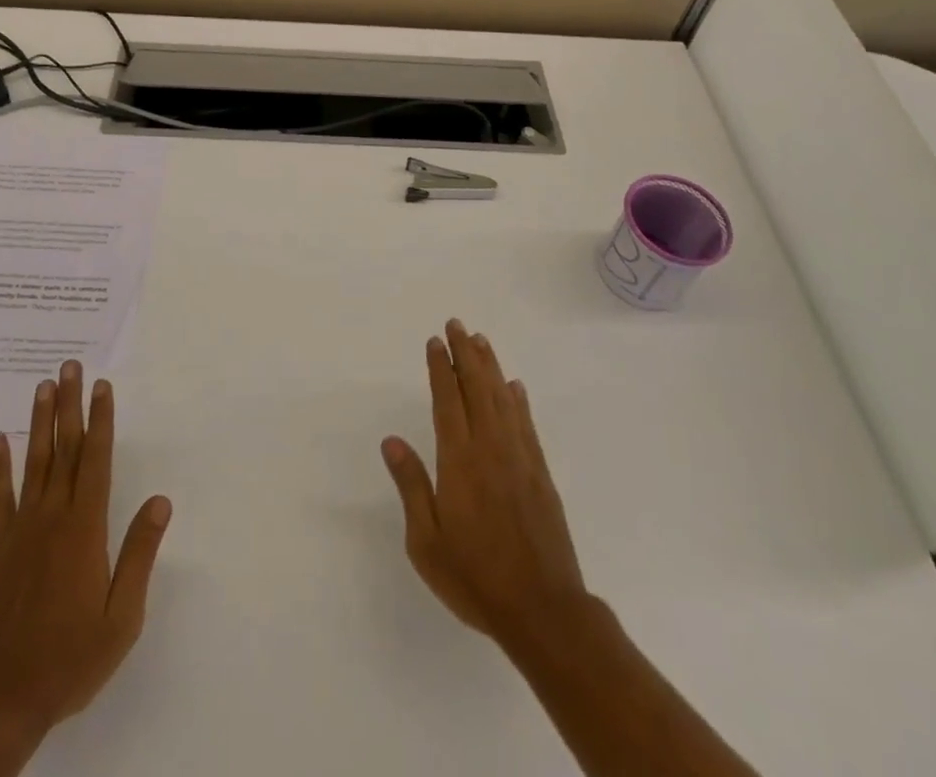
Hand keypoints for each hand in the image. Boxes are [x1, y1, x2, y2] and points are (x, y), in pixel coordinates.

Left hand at [0, 361, 171, 776]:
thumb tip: (161, 501)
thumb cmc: (68, 660)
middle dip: (70, 405)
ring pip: (33, 462)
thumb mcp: (121, 618)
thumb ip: (140, 555)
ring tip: (42, 386)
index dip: (101, 420)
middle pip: (64, 449)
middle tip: (70, 366)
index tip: (102, 387)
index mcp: (85, 529)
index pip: (97, 460)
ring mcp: (19, 530)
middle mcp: (52, 517)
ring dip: (39, 422)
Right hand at [381, 320, 586, 648]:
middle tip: (457, 325)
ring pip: (503, 399)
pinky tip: (515, 386)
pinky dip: (519, 400)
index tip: (435, 342)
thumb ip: (411, 486)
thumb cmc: (475, 577)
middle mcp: (491, 448)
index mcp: (459, 461)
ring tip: (481, 341)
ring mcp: (520, 459)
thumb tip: (391, 441)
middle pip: (477, 388)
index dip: (441, 368)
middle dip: (466, 353)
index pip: (447, 400)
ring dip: (491, 367)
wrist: (543, 611)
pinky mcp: (541, 474)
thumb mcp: (426, 542)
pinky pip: (527, 424)